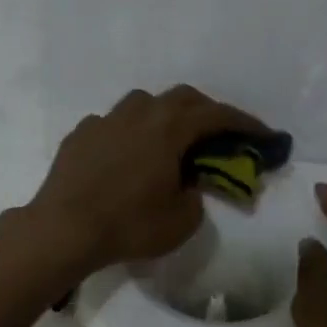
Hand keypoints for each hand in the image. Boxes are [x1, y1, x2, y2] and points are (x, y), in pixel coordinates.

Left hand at [25, 86, 271, 272]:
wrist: (63, 229)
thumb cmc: (129, 224)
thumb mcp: (181, 221)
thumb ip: (196, 196)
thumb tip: (188, 185)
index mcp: (169, 127)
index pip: (216, 115)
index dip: (245, 124)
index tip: (263, 135)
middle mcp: (138, 113)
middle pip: (182, 97)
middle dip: (206, 111)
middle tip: (218, 133)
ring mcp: (105, 119)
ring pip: (143, 103)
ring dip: (165, 115)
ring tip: (170, 140)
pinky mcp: (80, 134)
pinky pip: (113, 123)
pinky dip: (130, 133)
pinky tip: (126, 155)